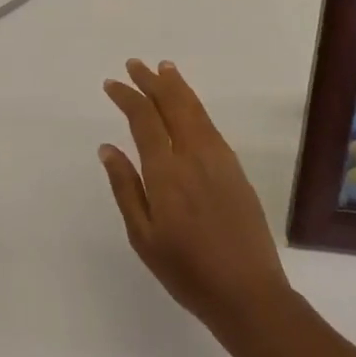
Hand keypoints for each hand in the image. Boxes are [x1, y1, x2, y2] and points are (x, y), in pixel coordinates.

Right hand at [99, 59, 292, 334]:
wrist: (248, 292)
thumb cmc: (186, 271)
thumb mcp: (143, 237)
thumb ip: (126, 187)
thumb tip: (107, 148)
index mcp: (166, 172)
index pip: (144, 120)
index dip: (128, 97)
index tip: (112, 84)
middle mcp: (194, 155)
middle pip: (172, 105)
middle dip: (152, 81)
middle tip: (135, 64)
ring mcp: (219, 159)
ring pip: (195, 110)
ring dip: (177, 87)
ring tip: (164, 69)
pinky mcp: (235, 168)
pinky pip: (210, 125)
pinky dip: (195, 106)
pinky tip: (189, 106)